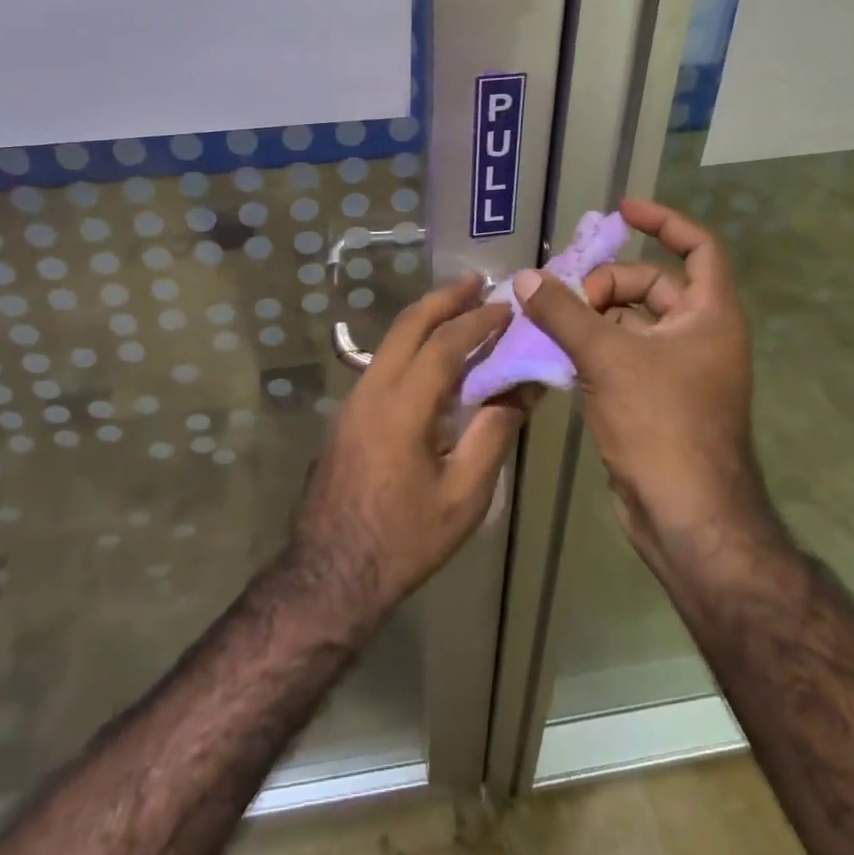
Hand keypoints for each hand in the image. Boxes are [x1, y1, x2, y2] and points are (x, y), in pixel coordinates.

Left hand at [288, 275, 527, 631]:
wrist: (330, 573)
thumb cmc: (404, 540)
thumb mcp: (463, 495)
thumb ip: (494, 434)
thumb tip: (523, 389)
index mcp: (402, 407)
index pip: (444, 345)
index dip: (478, 322)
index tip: (508, 307)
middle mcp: (371, 390)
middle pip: (408, 326)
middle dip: (443, 298)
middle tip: (476, 281)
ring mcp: (353, 400)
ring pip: (391, 341)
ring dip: (425, 319)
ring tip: (459, 308)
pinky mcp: (348, 414)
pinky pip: (383, 363)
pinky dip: (412, 345)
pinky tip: (433, 355)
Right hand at [512, 197, 781, 578]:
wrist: (686, 515)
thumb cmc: (661, 424)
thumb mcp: (607, 357)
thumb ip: (564, 312)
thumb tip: (526, 277)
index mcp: (710, 315)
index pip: (698, 246)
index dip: (664, 220)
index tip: (622, 210)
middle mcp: (699, 335)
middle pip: (652, 285)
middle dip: (607, 282)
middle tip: (564, 294)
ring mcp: (678, 369)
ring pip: (631, 323)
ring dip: (591, 316)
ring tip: (548, 318)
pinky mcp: (655, 398)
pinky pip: (621, 355)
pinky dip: (591, 347)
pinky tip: (554, 352)